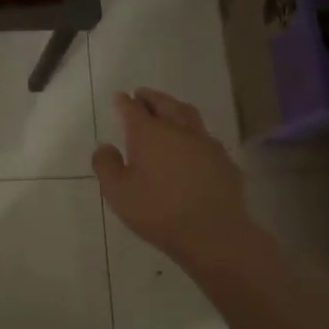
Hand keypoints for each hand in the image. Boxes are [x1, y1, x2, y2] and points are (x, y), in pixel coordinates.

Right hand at [93, 88, 255, 267]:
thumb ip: (106, 165)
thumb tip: (105, 147)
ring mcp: (204, 142)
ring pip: (188, 114)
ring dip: (174, 107)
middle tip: (142, 95)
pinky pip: (205, 136)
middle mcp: (177, 129)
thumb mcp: (117, 193)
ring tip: (167, 110)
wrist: (212, 233)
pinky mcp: (223, 159)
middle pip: (163, 103)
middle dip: (150, 97)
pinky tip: (191, 144)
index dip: (123, 102)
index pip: (132, 108)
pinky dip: (192, 132)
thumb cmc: (158, 211)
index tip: (119, 98)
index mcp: (148, 133)